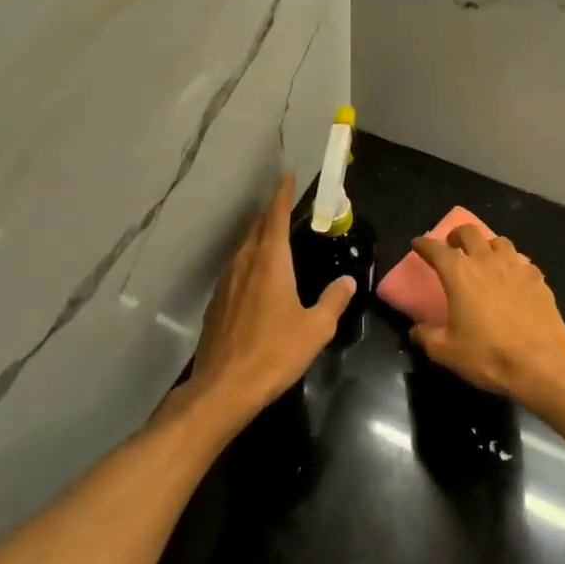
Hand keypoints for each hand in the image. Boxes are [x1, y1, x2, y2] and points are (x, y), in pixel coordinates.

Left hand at [185, 173, 353, 428]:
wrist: (224, 387)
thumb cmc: (274, 353)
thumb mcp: (316, 329)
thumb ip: (333, 301)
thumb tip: (348, 281)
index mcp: (270, 263)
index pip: (275, 217)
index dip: (282, 195)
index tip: (287, 176)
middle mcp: (244, 264)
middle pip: (256, 228)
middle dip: (270, 212)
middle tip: (284, 203)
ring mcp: (226, 282)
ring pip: (243, 247)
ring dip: (257, 234)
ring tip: (271, 233)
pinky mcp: (216, 302)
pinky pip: (235, 267)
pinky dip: (248, 258)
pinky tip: (255, 273)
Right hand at [410, 225, 564, 407]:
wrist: (542, 364)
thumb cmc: (488, 355)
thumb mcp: (447, 352)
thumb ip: (426, 336)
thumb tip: (416, 330)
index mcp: (460, 273)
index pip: (436, 249)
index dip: (424, 244)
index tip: (418, 244)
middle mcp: (487, 261)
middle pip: (470, 232)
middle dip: (457, 235)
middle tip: (453, 246)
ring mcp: (516, 267)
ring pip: (499, 241)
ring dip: (487, 245)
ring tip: (485, 258)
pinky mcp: (538, 279)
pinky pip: (522, 262)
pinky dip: (513, 266)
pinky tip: (513, 279)